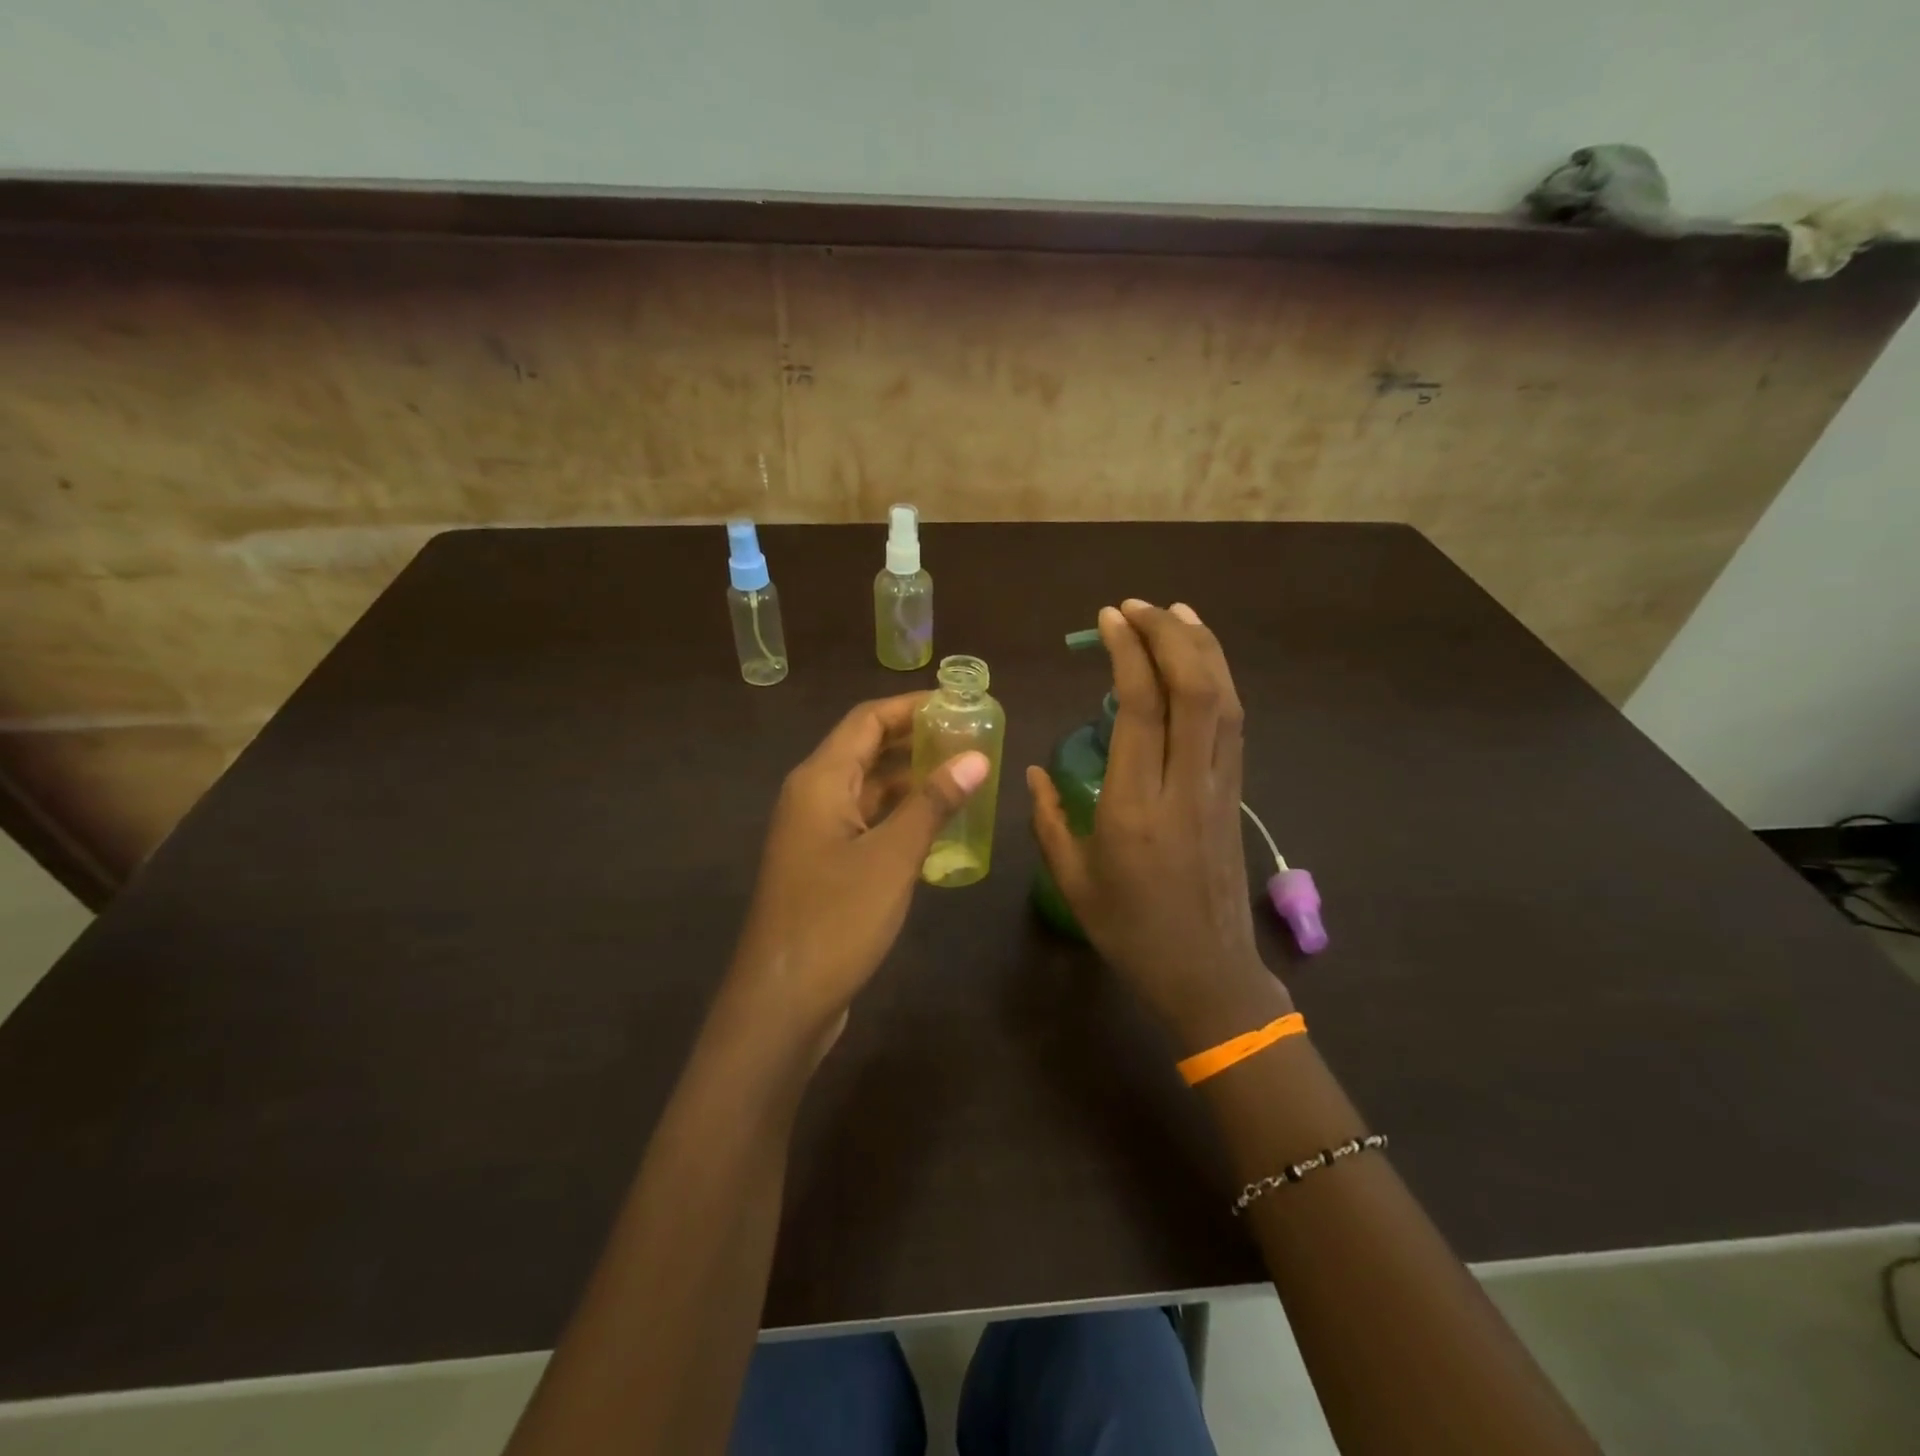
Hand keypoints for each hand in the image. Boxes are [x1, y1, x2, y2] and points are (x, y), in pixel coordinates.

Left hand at [720, 693, 988, 1056]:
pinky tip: (937, 828)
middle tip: (970, 739)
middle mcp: (813, 797)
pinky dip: (899, 817)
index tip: (959, 704)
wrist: (781, 1001)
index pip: (867, 719)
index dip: (912, 706)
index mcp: (821, 780)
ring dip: (910, 780)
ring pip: (868, 789)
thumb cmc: (835, 919)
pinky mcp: (823, 865)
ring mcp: (815, 833)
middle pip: (866, 749)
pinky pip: (866, 823)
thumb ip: (933, 804)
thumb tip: (975, 759)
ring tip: (963, 777)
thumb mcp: (892, 857)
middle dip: (916, 740)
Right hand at [1027, 601, 1288, 1048]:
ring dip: (1202, 648)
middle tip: (1136, 607)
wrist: (1208, 974)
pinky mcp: (1236, 793)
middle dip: (1169, 635)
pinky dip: (1219, 680)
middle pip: (1194, 690)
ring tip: (1174, 612)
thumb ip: (1049, 818)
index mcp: (1136, 808)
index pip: (1142, 709)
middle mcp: (1186, 786)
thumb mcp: (1073, 880)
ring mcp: (1220, 787)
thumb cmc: (1131, 932)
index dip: (1128, 654)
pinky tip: (1202, 661)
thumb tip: (1033, 768)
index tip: (1108, 619)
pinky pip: (1233, 723)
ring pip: (1224, 700)